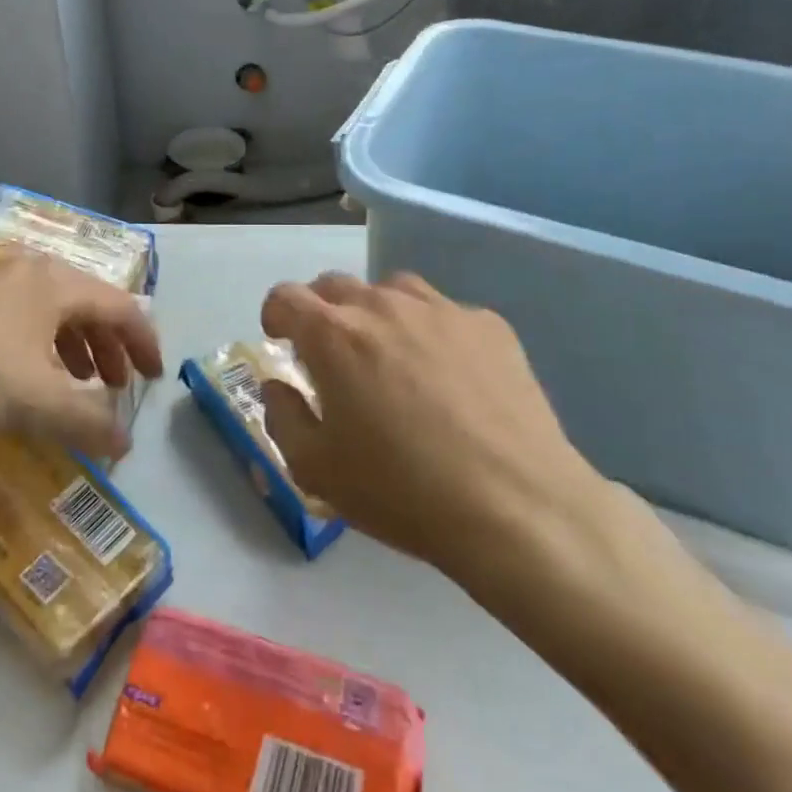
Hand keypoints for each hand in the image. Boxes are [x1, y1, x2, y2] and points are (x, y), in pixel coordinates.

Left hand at [0, 256, 163, 465]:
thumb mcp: (39, 401)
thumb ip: (88, 423)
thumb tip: (124, 445)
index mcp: (57, 284)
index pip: (120, 306)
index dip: (143, 342)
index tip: (154, 376)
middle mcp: (27, 275)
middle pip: (84, 306)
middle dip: (106, 347)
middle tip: (114, 385)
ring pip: (46, 314)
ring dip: (70, 349)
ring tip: (73, 385)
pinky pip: (13, 324)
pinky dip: (33, 351)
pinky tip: (20, 382)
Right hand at [260, 271, 615, 588]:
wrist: (516, 506)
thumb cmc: (401, 490)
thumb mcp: (315, 469)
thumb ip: (282, 416)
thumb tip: (278, 385)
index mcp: (333, 335)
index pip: (286, 296)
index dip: (275, 315)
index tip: (281, 341)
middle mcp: (383, 306)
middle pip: (335, 285)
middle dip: (320, 311)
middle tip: (330, 354)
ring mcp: (442, 310)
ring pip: (391, 290)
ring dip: (375, 312)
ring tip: (388, 355)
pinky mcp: (489, 325)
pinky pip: (443, 312)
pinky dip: (429, 331)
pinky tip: (447, 375)